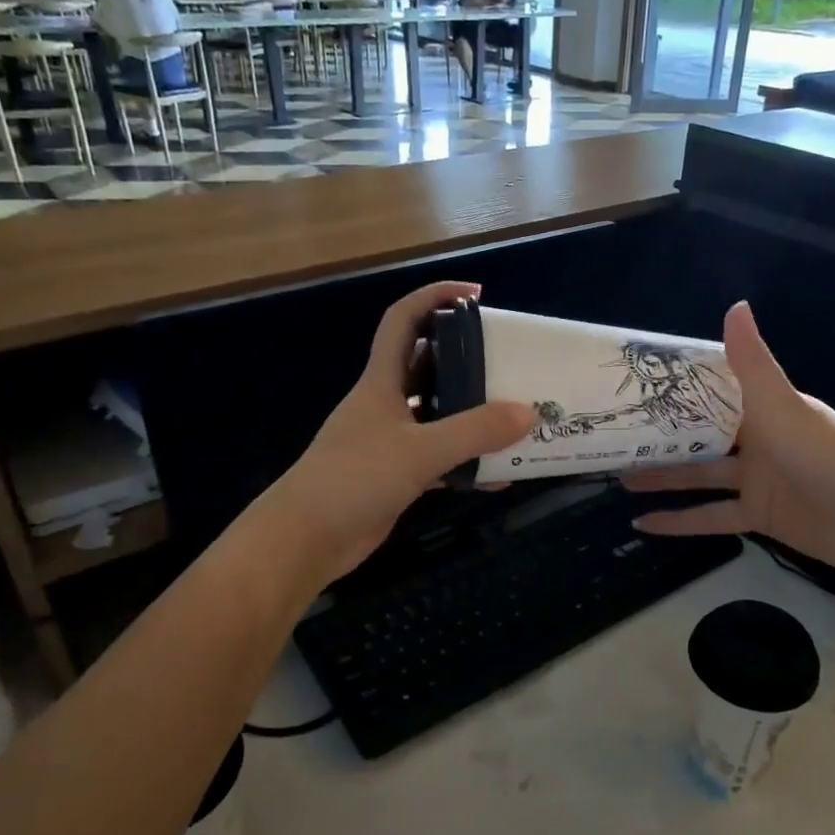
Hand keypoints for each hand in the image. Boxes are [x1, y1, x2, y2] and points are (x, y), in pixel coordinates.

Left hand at [267, 282, 535, 583]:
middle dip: (465, 357)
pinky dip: (466, 463)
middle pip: (427, 365)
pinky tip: (496, 476)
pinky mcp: (395, 476)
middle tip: (507, 360)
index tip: (476, 295)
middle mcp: (385, 404)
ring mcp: (389, 441)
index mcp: (381, 382)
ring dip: (470, 414)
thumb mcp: (420, 451)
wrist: (305, 539)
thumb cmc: (354, 479)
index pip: (404, 320)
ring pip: (437, 415)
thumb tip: (529, 413)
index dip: (435, 297)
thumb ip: (474, 432)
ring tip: (513, 415)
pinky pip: (439, 459)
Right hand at [624, 302, 834, 586]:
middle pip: (700, 436)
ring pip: (699, 476)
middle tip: (616, 436)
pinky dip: (680, 522)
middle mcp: (758, 439)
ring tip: (618, 477)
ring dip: (662, 478)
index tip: (635, 387)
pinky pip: (711, 517)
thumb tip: (735, 305)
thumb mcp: (781, 405)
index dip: (677, 389)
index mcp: (764, 407)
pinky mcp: (757, 516)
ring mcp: (757, 480)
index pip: (714, 392)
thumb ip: (752, 362)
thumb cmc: (825, 455)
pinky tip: (642, 525)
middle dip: (661, 437)